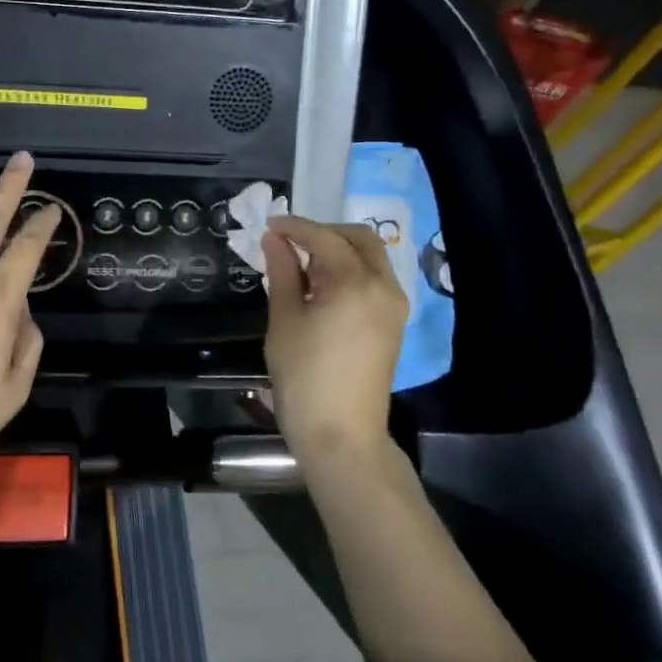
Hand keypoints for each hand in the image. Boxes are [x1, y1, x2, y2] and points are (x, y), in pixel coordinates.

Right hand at [261, 216, 409, 468]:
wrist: (341, 435)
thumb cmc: (304, 376)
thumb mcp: (285, 320)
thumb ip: (282, 272)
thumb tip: (274, 239)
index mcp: (355, 283)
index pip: (324, 237)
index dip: (294, 227)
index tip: (268, 226)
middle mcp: (383, 287)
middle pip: (359, 238)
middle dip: (323, 232)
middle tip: (289, 242)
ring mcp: (393, 306)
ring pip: (370, 257)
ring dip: (337, 250)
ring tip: (300, 265)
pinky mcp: (392, 323)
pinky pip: (373, 279)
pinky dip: (349, 270)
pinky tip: (320, 286)